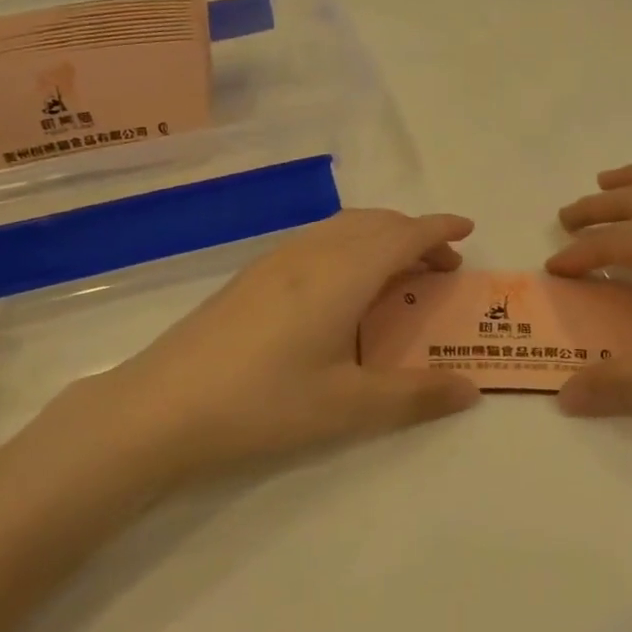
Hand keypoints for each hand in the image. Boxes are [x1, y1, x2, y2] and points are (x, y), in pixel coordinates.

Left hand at [52, 210, 480, 481]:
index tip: (468, 230)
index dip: (440, 229)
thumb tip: (470, 389)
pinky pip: (316, 242)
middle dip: (414, 234)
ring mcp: (275, 261)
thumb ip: (415, 395)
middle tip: (440, 266)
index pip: (405, 234)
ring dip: (379, 239)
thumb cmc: (265, 404)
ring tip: (396, 275)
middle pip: (375, 223)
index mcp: (344, 272)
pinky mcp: (250, 277)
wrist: (160, 408)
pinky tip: (340, 290)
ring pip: (342, 228)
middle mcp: (312, 252)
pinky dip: (348, 248)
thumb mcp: (350, 406)